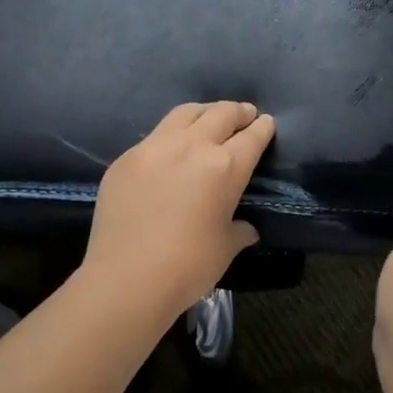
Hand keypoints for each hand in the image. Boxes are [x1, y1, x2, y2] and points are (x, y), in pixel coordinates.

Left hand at [82, 101, 275, 317]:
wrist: (126, 280)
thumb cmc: (188, 266)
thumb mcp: (226, 247)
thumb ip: (240, 229)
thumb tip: (245, 227)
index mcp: (225, 167)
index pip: (252, 137)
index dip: (263, 128)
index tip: (267, 123)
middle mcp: (192, 147)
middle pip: (221, 114)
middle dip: (238, 112)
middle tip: (244, 115)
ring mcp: (155, 148)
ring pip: (185, 114)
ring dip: (204, 112)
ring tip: (210, 118)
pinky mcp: (126, 159)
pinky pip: (155, 136)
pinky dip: (172, 135)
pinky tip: (172, 148)